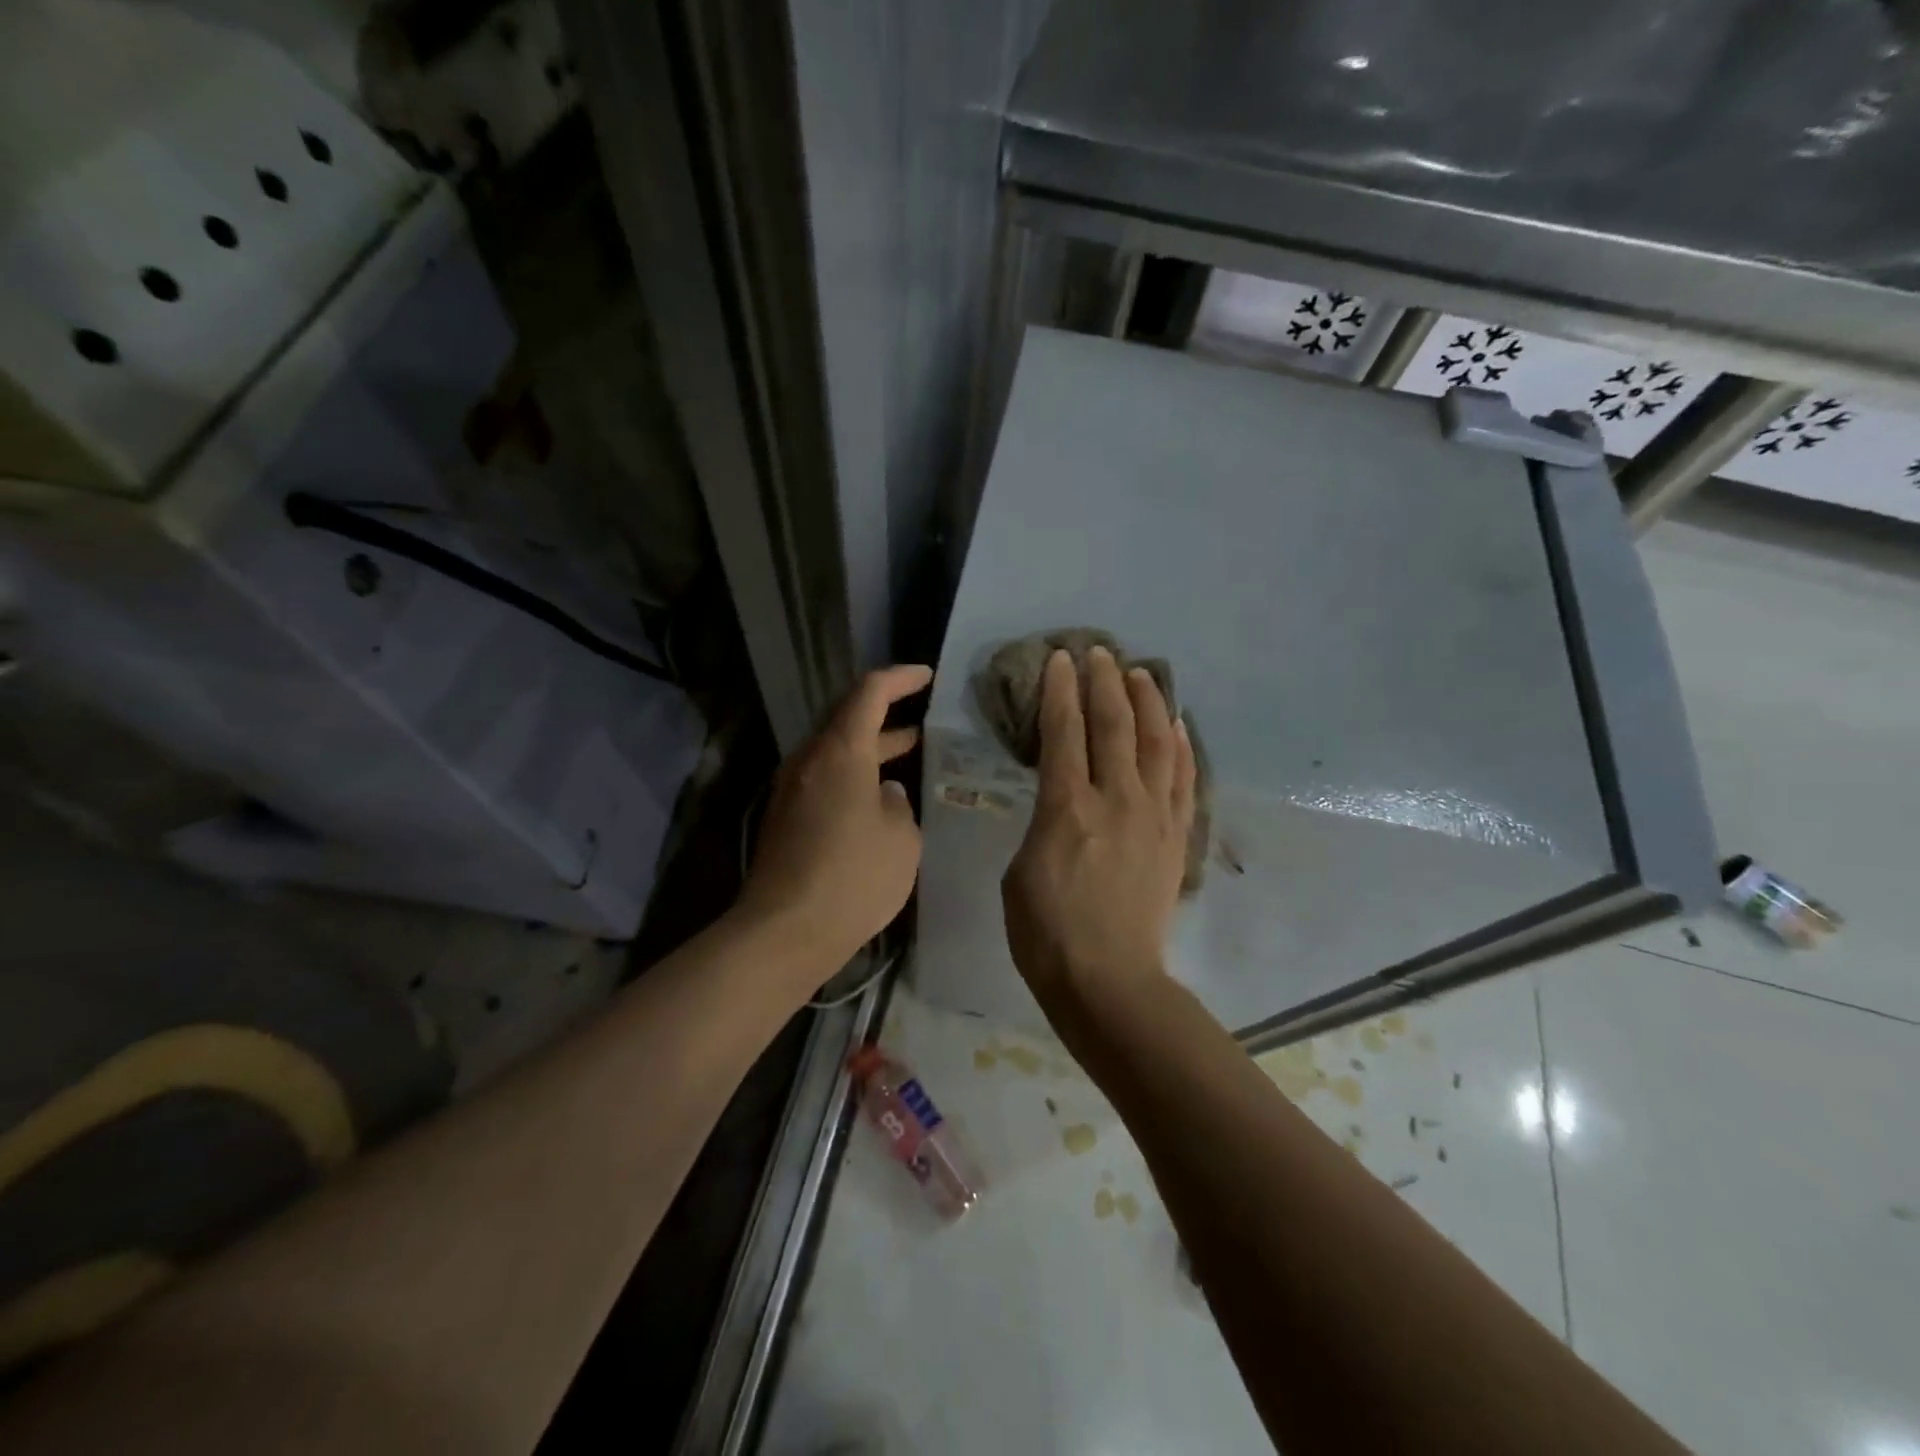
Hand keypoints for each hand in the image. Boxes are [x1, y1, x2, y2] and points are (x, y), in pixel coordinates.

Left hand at [739, 664, 932, 974]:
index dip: (900, 678)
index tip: (927, 675)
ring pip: (836, 751)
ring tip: (910, 752)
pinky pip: (824, 779)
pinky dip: (853, 775)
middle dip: (887, 714)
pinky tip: (879, 798)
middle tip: (924, 717)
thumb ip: (898, 804)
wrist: (784, 932)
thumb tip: (884, 793)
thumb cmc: (853, 877)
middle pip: (848, 720)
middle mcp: (809, 760)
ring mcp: (791, 789)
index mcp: (841, 751)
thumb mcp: (901, 839)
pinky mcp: (785, 818)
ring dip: (871, 748)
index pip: (870, 692)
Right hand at [1002, 646, 1196, 1017]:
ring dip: (1148, 703)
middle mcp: (1116, 800)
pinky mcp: (1176, 837)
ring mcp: (1153, 816)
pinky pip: (1184, 780)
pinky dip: (1181, 747)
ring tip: (1142, 673)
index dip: (1061, 690)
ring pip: (1156, 743)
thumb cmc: (1046, 933)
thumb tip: (1061, 806)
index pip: (1064, 732)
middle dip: (1104, 682)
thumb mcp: (1020, 871)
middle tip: (1100, 652)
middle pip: (1114, 726)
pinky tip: (1177, 726)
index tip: (1060, 659)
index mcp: (1067, 808)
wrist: (1109, 981)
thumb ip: (1042, 825)